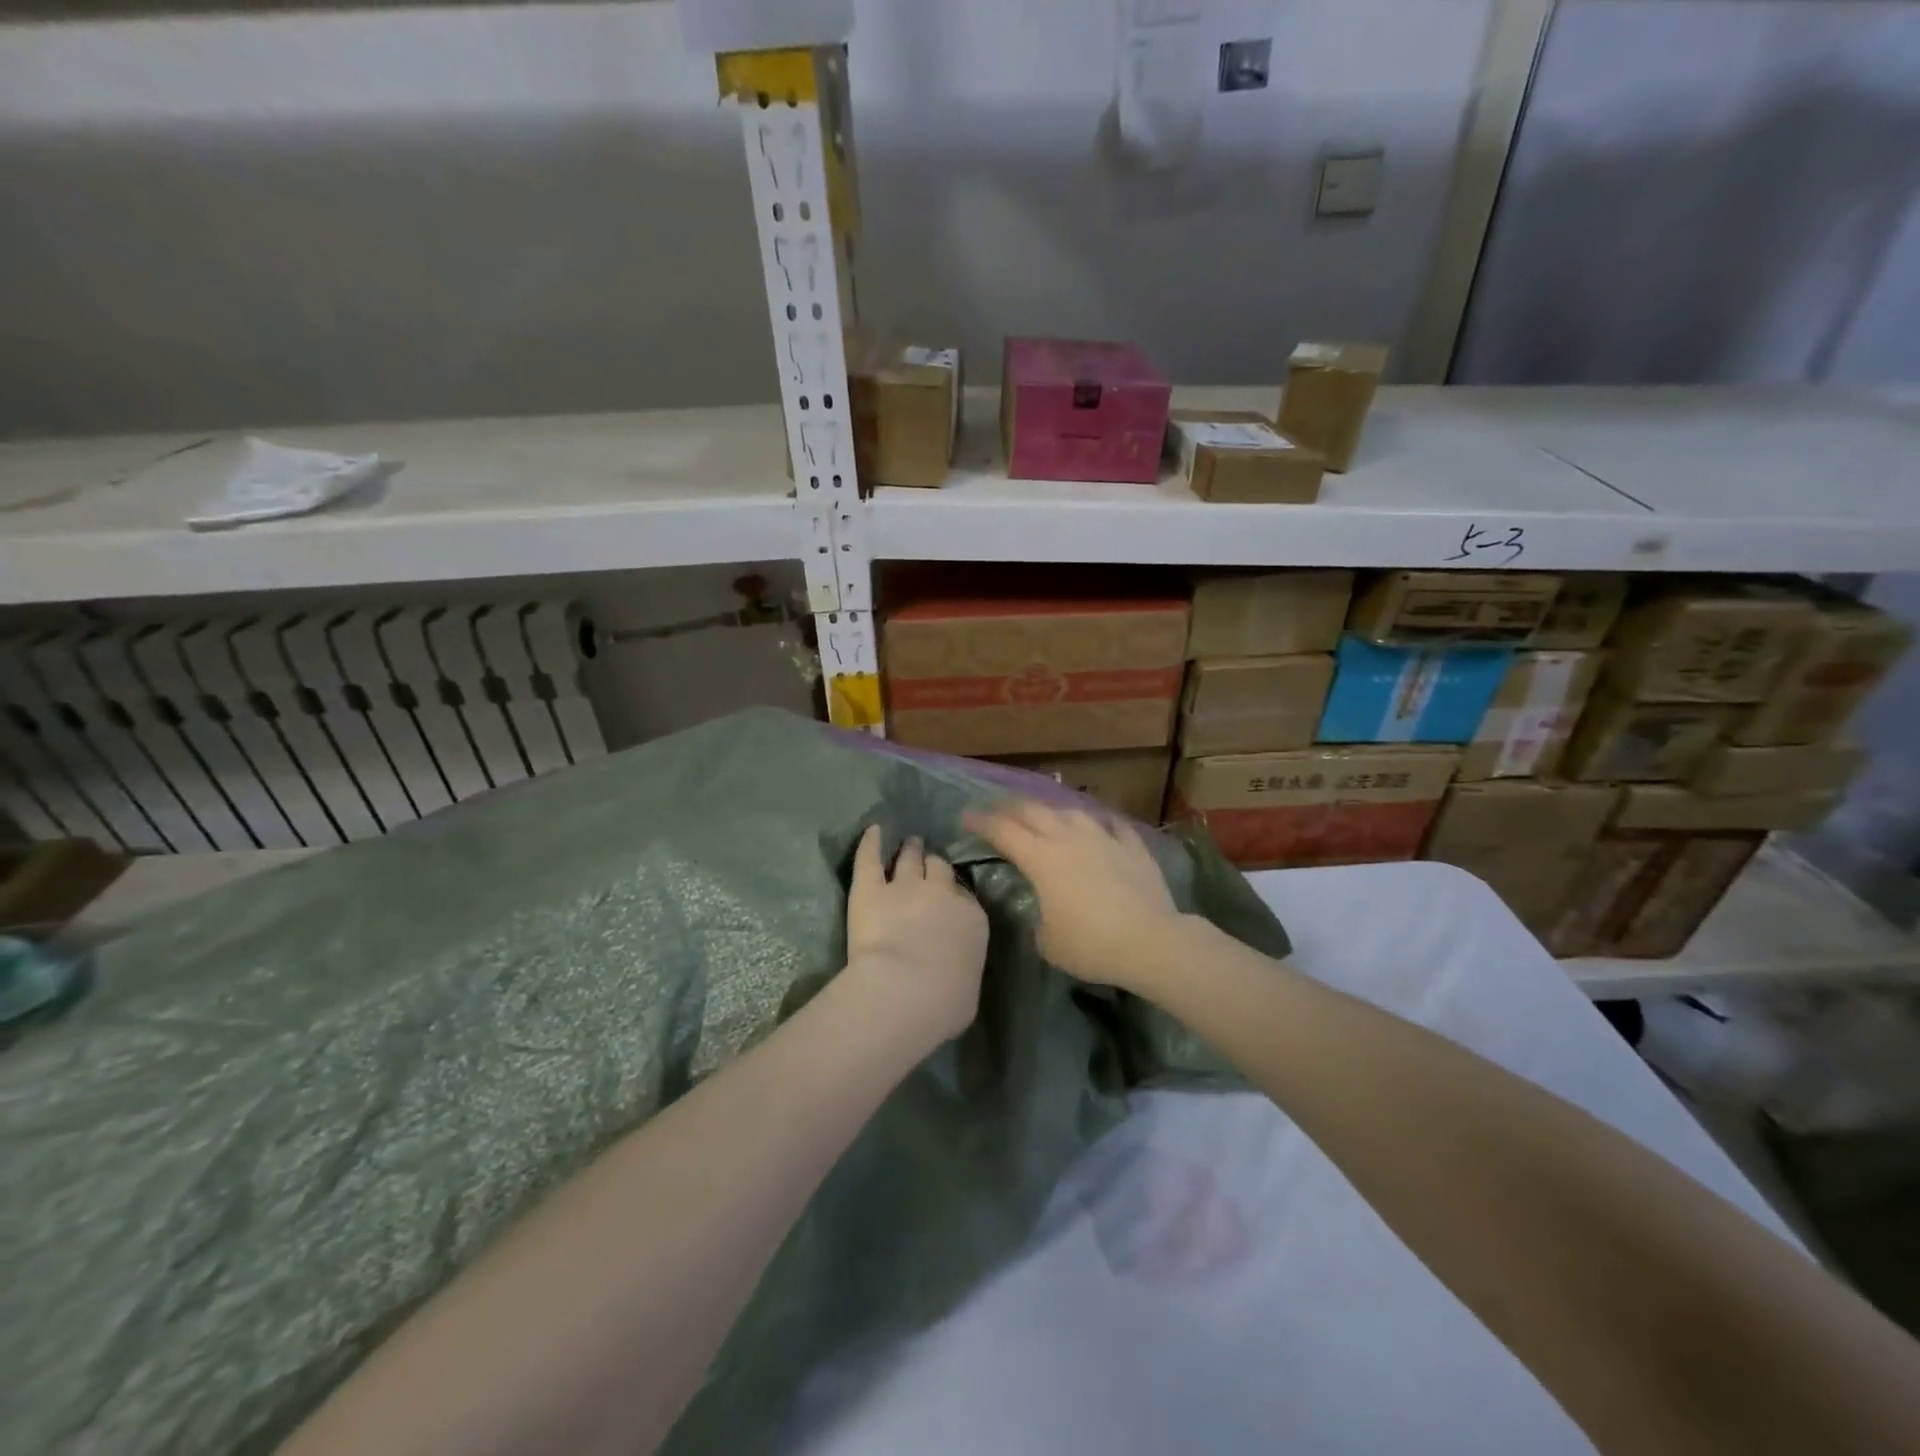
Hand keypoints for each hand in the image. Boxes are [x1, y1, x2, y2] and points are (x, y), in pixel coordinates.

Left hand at [844, 825, 988, 1044]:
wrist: (907, 990)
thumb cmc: (945, 1002)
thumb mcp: (967, 990)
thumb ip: (962, 970)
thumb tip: (956, 974)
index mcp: (971, 919)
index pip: (965, 897)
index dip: (954, 894)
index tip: (949, 896)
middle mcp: (942, 894)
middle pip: (940, 869)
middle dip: (935, 864)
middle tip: (929, 859)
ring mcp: (905, 887)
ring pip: (910, 860)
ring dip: (910, 850)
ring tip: (909, 842)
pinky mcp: (870, 889)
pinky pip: (870, 858)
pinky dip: (870, 843)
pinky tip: (872, 830)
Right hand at [964, 800, 1187, 991]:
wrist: (1150, 941)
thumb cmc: (1091, 945)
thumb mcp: (1048, 943)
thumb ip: (1039, 922)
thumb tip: (1045, 916)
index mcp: (1041, 858)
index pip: (1002, 831)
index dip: (981, 822)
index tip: (965, 817)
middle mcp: (1068, 838)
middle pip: (1033, 811)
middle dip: (1009, 807)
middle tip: (996, 809)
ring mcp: (1103, 838)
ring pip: (1071, 812)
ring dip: (1052, 811)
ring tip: (1045, 815)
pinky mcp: (1133, 847)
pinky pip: (1113, 826)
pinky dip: (1101, 824)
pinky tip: (1100, 825)